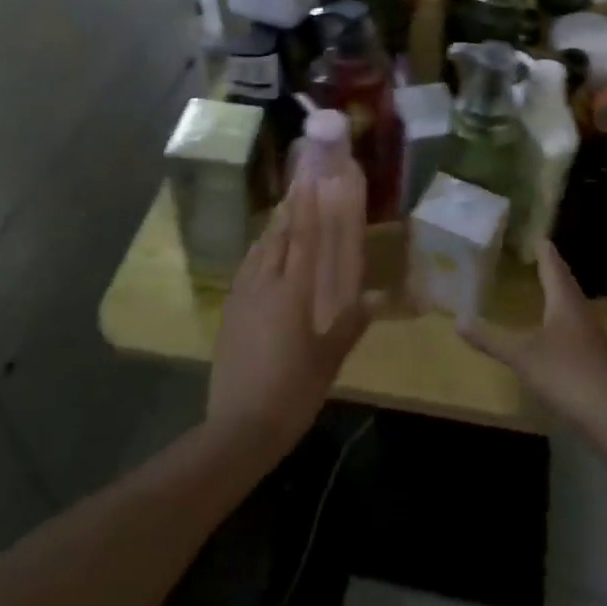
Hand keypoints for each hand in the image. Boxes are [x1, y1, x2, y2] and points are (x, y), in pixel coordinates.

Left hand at [207, 180, 369, 461]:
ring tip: (282, 214)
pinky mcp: (228, 314)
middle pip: (277, 238)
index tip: (310, 179)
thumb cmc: (293, 390)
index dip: (308, 207)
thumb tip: (378, 301)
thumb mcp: (329, 359)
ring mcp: (241, 298)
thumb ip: (352, 325)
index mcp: (292, 292)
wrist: (239, 427)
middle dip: (289, 211)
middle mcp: (264, 285)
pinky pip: (245, 271)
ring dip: (271, 230)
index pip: (303, 238)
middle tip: (298, 187)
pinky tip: (260, 257)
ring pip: (257, 252)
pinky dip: (257, 254)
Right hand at [462, 242, 606, 427]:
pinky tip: (555, 326)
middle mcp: (581, 311)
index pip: (554, 267)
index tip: (537, 236)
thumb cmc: (565, 374)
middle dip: (552, 268)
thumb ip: (491, 339)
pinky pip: (575, 322)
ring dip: (559, 290)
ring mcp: (591, 334)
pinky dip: (562, 313)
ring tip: (545, 284)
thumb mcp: (521, 356)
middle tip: (538, 254)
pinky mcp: (594, 354)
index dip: (544, 252)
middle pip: (566, 282)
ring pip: (573, 302)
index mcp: (565, 302)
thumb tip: (458, 320)